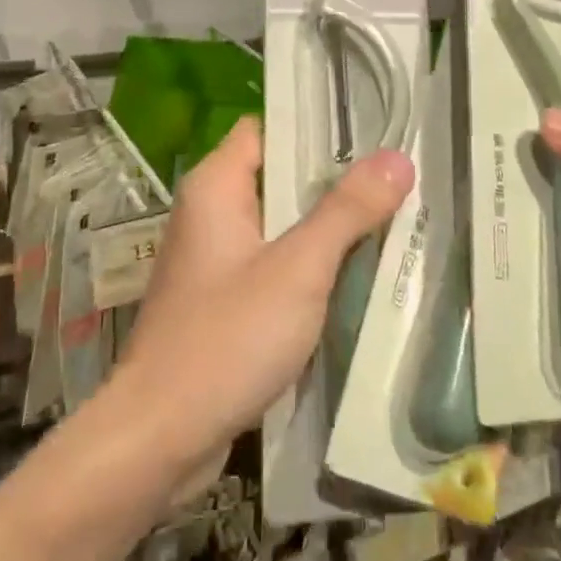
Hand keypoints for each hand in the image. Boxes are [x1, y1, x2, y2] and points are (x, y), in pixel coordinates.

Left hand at [114, 117, 413, 470]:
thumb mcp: (298, 269)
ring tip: (393, 217)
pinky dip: (311, 267)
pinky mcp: (225, 302)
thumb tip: (397, 158)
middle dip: (336, 180)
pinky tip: (358, 276)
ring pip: (282, 226)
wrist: (160, 437)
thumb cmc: (226, 338)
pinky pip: (276, 266)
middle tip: (399, 177)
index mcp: (216, 187)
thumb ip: (347, 211)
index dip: (316, 123)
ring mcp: (216, 261)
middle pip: (280, 178)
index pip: (268, 128)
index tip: (373, 128)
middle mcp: (211, 214)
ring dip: (328, 227)